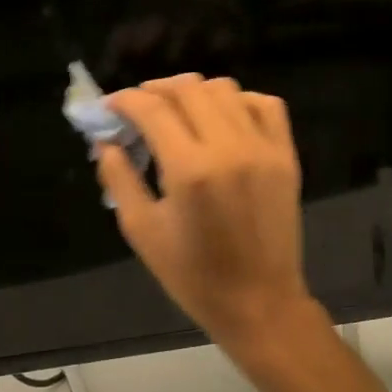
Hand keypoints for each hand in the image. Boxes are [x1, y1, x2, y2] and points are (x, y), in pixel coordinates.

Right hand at [96, 75, 333, 371]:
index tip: (110, 107)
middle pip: (188, 89)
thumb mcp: (142, 231)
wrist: (260, 303)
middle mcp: (229, 147)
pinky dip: (239, 101)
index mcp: (190, 170)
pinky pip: (265, 105)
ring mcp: (263, 148)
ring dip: (194, 92)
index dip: (125, 100)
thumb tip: (105, 141)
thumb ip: (119, 178)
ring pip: (225, 89)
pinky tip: (222, 118)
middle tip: (139, 108)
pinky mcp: (285, 155)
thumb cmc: (193, 276)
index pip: (152, 109)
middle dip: (156, 90)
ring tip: (177, 111)